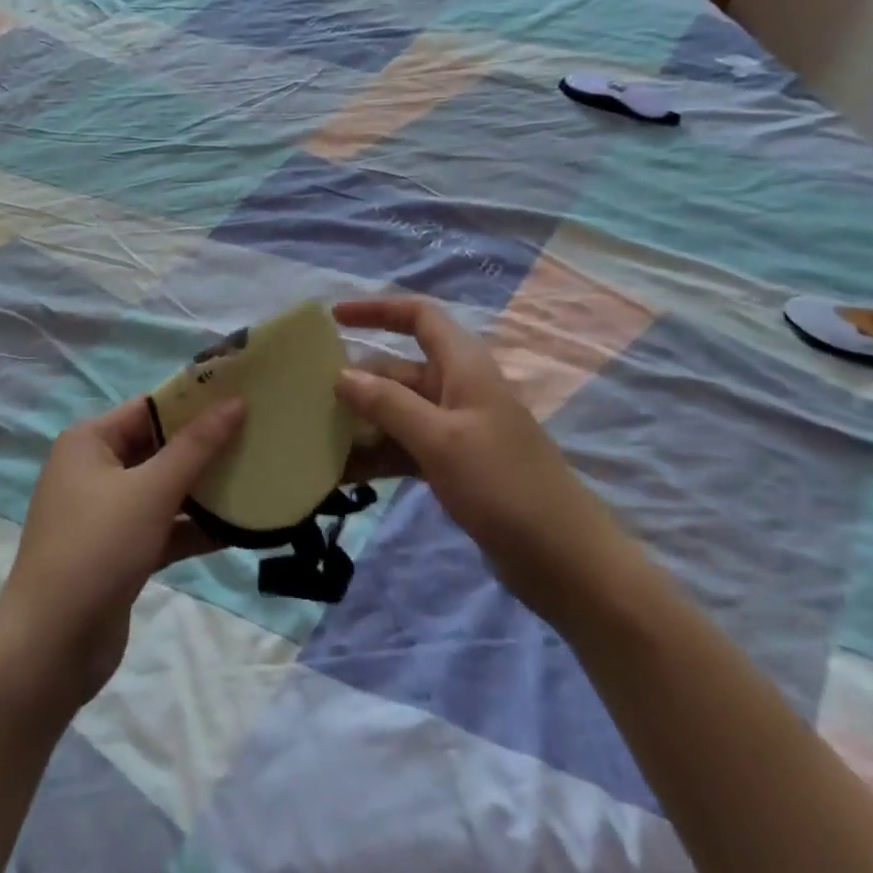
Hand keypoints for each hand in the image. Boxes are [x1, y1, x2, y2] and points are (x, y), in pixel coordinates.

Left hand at [0, 396, 242, 710]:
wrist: (50, 650)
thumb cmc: (97, 549)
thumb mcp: (151, 491)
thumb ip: (196, 446)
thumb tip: (235, 402)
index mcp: (90, 441)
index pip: (150, 408)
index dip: (195, 400)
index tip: (242, 394)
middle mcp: (95, 470)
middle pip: (159, 447)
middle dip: (206, 445)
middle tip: (258, 434)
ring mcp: (106, 514)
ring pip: (164, 489)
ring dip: (205, 488)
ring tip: (257, 476)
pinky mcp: (120, 552)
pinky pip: (163, 527)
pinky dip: (194, 527)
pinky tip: (239, 528)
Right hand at [332, 296, 616, 605]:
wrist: (564, 562)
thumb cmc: (503, 485)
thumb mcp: (440, 439)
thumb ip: (388, 403)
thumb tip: (341, 375)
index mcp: (463, 366)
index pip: (419, 317)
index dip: (377, 310)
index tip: (334, 319)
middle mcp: (458, 389)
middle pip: (398, 369)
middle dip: (357, 380)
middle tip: (307, 398)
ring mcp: (456, 430)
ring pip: (397, 412)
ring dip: (361, 424)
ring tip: (315, 439)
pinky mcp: (454, 466)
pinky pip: (405, 447)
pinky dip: (377, 455)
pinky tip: (342, 474)